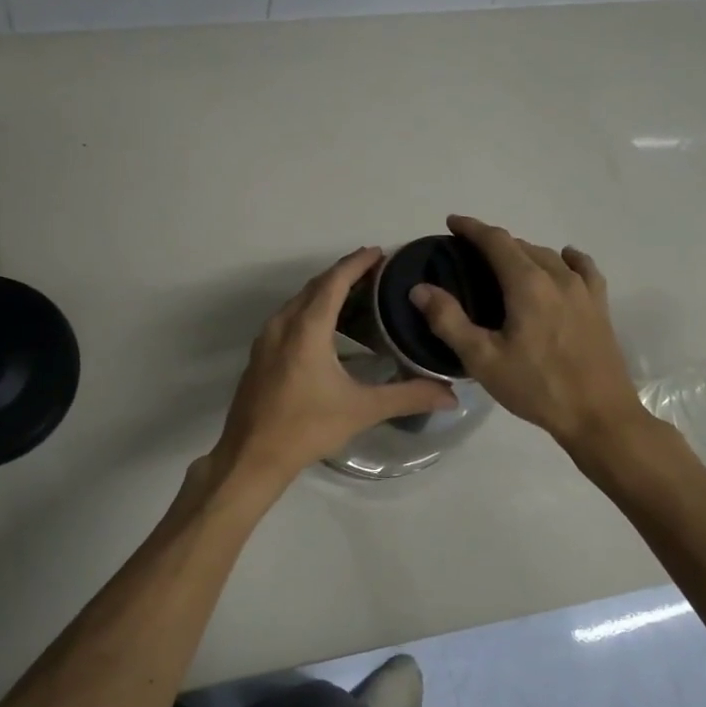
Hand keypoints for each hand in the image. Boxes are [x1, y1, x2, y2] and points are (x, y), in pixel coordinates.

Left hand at [210, 248, 456, 488]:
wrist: (252, 455)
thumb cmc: (307, 427)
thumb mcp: (362, 410)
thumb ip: (408, 396)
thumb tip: (453, 395)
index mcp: (306, 329)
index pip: (334, 281)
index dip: (357, 263)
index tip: (380, 251)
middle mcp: (282, 325)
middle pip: (315, 287)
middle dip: (343, 274)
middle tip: (375, 272)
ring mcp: (266, 339)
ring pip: (298, 302)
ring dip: (325, 292)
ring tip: (356, 295)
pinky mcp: (260, 355)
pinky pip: (288, 318)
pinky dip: (310, 310)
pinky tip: (327, 328)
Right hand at [409, 215, 653, 451]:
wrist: (598, 415)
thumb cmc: (536, 387)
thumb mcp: (482, 359)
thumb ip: (449, 320)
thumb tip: (420, 289)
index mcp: (527, 284)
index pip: (496, 241)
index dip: (472, 228)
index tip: (452, 223)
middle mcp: (558, 277)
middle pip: (522, 245)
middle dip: (493, 242)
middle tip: (469, 254)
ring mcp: (584, 290)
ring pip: (548, 255)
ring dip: (523, 252)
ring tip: (504, 264)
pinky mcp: (599, 306)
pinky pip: (582, 269)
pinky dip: (566, 259)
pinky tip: (563, 261)